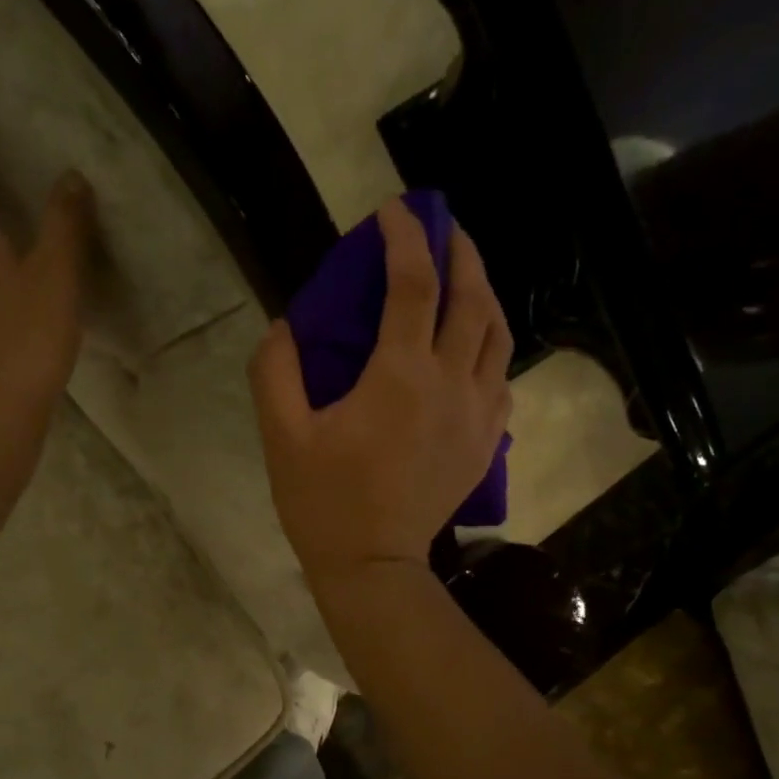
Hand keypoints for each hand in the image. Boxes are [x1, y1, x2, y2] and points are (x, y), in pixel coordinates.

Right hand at [250, 198, 513, 589]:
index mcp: (400, 374)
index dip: (405, 238)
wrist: (374, 566)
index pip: (413, 283)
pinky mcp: (485, 443)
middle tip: (444, 229)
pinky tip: (473, 350)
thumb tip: (286, 325)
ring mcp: (477, 414)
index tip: (393, 213)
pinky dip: (490, 351)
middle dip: (460, 252)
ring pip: (498, 336)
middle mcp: (451, 383)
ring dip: (484, 295)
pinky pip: (501, 381)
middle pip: (472, 298)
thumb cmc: (323, 503)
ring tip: (465, 279)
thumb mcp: (282, 436)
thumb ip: (276, 371)